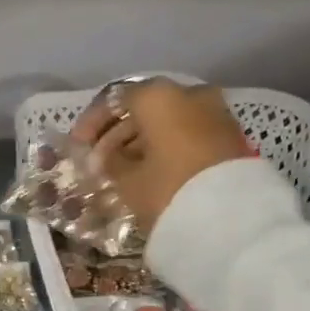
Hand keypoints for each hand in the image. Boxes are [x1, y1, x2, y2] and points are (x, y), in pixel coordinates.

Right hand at [79, 79, 252, 231]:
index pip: (114, 99)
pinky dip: (166, 147)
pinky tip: (150, 171)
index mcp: (158, 96)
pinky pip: (187, 133)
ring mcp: (214, 112)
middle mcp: (189, 93)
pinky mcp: (229, 136)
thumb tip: (106, 158)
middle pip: (144, 108)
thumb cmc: (168, 189)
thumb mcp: (128, 180)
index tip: (78, 146)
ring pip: (168, 120)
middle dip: (117, 134)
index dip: (92, 123)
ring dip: (142, 141)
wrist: (232, 217)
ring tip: (121, 171)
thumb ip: (111, 162)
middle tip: (98, 162)